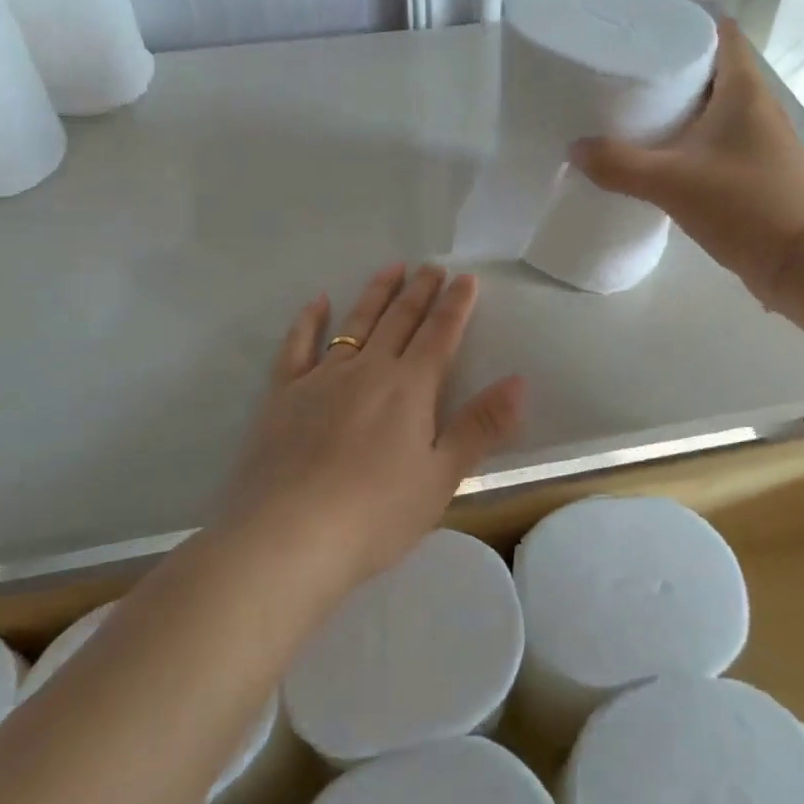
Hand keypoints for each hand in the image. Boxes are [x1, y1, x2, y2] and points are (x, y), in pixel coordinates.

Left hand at [220, 263, 526, 589]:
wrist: (288, 538)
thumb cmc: (376, 515)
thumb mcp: (442, 477)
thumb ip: (480, 426)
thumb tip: (519, 381)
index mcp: (410, 388)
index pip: (440, 334)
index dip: (455, 305)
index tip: (466, 278)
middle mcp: (368, 369)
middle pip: (400, 320)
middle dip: (420, 291)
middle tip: (432, 266)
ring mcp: (322, 378)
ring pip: (356, 322)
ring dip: (376, 293)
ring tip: (392, 268)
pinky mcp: (283, 394)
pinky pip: (298, 346)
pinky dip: (309, 320)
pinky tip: (318, 302)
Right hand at [571, 19, 803, 305]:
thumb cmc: (745, 205)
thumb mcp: (672, 183)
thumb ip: (619, 165)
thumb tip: (575, 149)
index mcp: (744, 89)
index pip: (720, 32)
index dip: (684, 20)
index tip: (643, 27)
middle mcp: (756, 104)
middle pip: (711, 67)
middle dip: (670, 64)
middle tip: (623, 68)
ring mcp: (759, 138)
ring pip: (713, 105)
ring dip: (679, 104)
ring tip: (631, 106)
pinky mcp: (755, 168)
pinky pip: (716, 137)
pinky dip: (689, 136)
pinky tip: (659, 153)